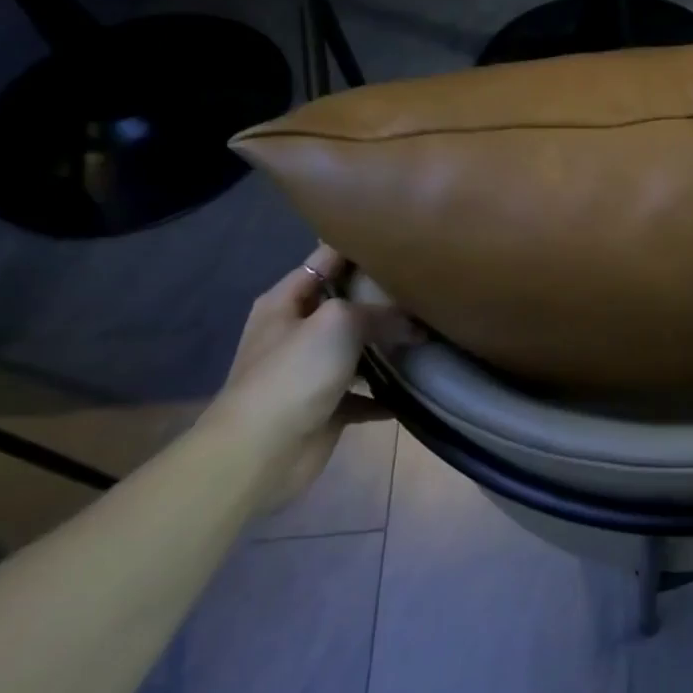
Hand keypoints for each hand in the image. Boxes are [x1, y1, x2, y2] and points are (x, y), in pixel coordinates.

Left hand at [208, 244, 417, 508]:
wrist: (261, 451)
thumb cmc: (294, 373)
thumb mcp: (339, 322)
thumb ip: (380, 313)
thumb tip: (416, 325)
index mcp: (286, 302)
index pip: (326, 259)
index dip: (361, 247)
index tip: (404, 241)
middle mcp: (296, 332)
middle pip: (345, 304)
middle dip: (383, 298)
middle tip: (428, 287)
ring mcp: (311, 371)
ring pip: (358, 349)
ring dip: (388, 345)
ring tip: (431, 332)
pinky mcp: (327, 407)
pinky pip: (365, 394)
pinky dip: (388, 392)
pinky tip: (418, 386)